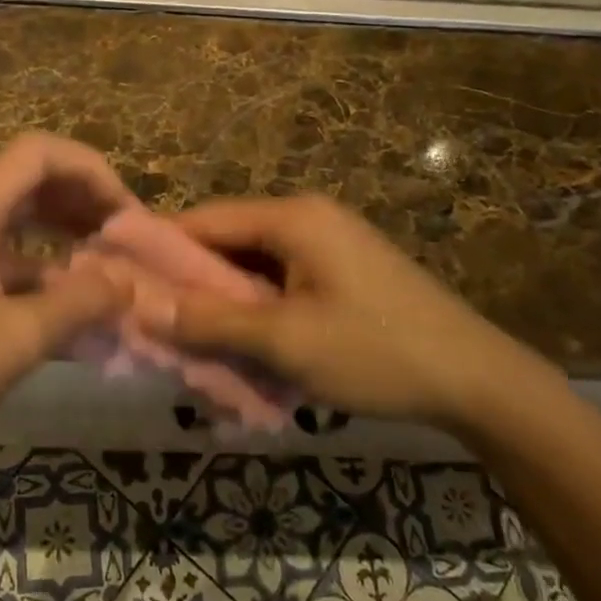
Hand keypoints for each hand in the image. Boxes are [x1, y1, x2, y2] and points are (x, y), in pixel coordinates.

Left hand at [0, 134, 136, 466]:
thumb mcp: (18, 337)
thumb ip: (81, 302)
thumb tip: (128, 282)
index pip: (39, 152)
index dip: (92, 171)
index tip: (128, 214)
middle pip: (30, 179)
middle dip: (83, 201)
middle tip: (126, 237)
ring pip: (18, 217)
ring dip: (64, 233)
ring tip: (107, 263)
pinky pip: (3, 254)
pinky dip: (40, 268)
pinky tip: (70, 303)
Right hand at [142, 195, 547, 426]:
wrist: (480, 382)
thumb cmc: (376, 352)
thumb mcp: (285, 341)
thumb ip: (211, 322)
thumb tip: (141, 307)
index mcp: (293, 218)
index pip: (204, 220)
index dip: (158, 247)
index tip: (121, 279)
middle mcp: (308, 219)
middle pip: (228, 242)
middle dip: (191, 282)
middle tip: (154, 321)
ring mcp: (329, 245)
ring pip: (254, 267)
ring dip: (224, 301)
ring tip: (191, 339)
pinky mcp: (343, 273)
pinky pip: (281, 283)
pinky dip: (257, 309)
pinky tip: (242, 343)